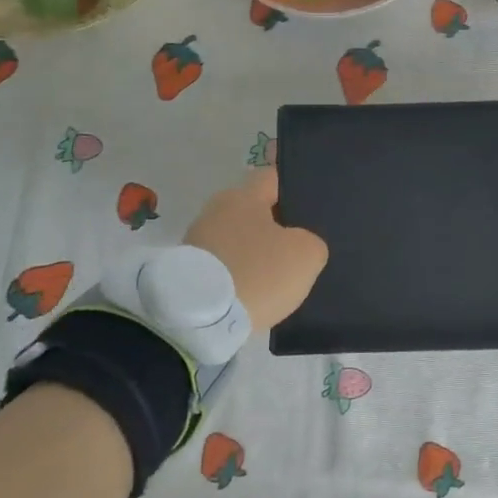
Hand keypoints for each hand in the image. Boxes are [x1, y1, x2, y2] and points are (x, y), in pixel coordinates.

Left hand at [185, 168, 328, 329]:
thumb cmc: (258, 272)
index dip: (294, 189)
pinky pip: (223, 265)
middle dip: (275, 226)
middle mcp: (216, 210)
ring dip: (254, 253)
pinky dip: (237, 274)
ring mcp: (196, 240)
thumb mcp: (307, 254)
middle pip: (254, 210)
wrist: (200, 319)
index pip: (273, 178)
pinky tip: (253, 292)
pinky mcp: (186, 270)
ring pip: (237, 239)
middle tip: (299, 247)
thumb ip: (311, 240)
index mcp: (244, 196)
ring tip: (276, 277)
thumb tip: (299, 244)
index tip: (309, 207)